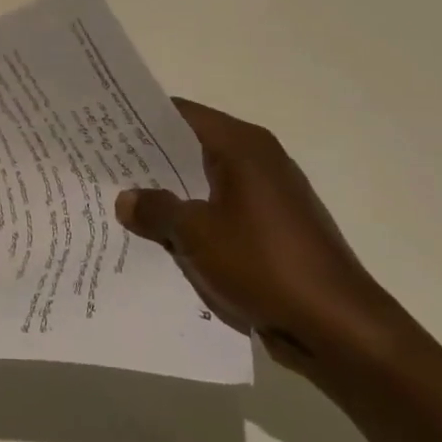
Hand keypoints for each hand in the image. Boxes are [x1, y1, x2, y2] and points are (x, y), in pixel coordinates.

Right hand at [116, 99, 397, 376]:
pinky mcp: (273, 230)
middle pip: (192, 148)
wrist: (338, 327)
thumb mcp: (196, 234)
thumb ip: (156, 209)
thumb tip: (127, 198)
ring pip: (205, 183)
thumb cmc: (264, 264)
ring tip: (123, 203)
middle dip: (150, 160)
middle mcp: (258, 160)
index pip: (180, 115)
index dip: (140, 119)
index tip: (104, 126)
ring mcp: (268, 196)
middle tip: (103, 167)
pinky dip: (194, 219)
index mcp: (242, 146)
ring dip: (171, 194)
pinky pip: (221, 212)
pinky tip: (162, 238)